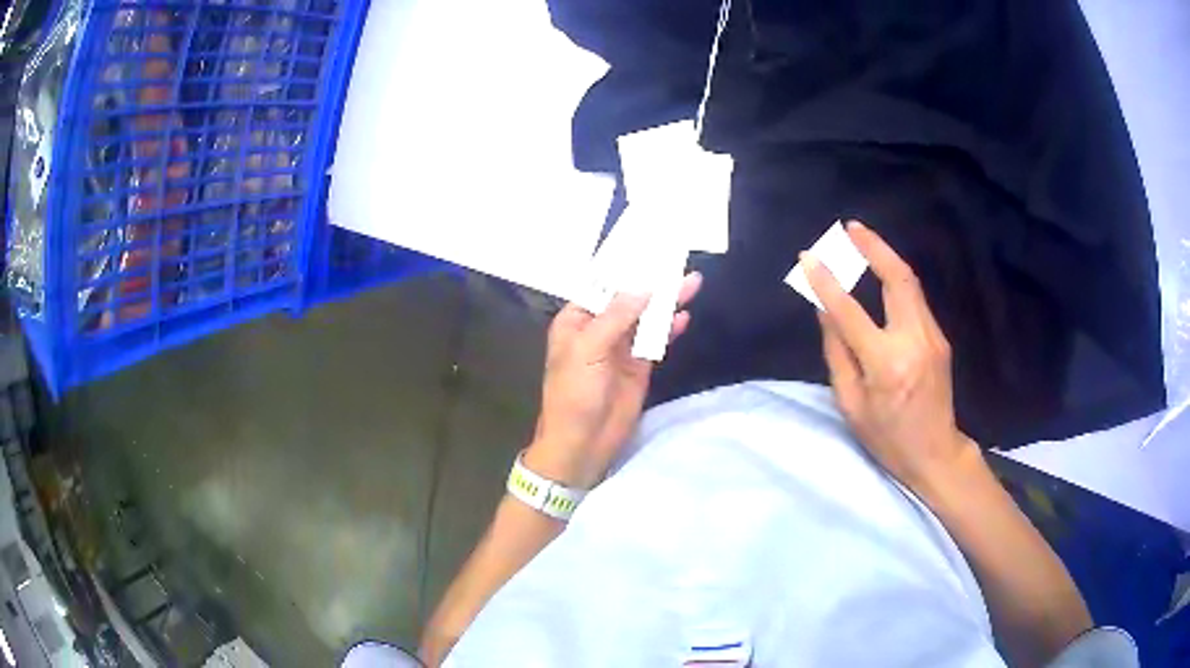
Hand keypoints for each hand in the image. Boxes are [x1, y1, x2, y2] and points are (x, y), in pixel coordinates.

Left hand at [526, 274, 702, 488]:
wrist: (583, 442)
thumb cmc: (574, 393)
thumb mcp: (588, 349)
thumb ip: (617, 316)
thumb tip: (644, 286)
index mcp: (576, 320)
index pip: (601, 286)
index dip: (624, 269)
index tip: (648, 247)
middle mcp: (599, 328)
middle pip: (628, 299)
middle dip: (651, 282)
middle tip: (678, 260)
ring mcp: (620, 347)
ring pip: (646, 318)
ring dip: (666, 303)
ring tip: (691, 282)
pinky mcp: (639, 366)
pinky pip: (656, 341)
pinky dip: (669, 329)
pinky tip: (684, 317)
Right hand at [804, 221, 979, 492]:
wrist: (935, 453)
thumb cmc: (887, 438)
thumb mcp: (851, 404)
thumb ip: (837, 353)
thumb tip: (825, 310)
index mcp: (886, 365)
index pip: (850, 312)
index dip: (827, 282)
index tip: (809, 257)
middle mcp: (914, 341)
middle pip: (897, 279)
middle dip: (873, 247)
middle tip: (850, 227)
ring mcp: (932, 337)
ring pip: (910, 284)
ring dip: (886, 257)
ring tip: (862, 240)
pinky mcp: (940, 338)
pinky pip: (915, 299)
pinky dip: (896, 279)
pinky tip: (881, 275)